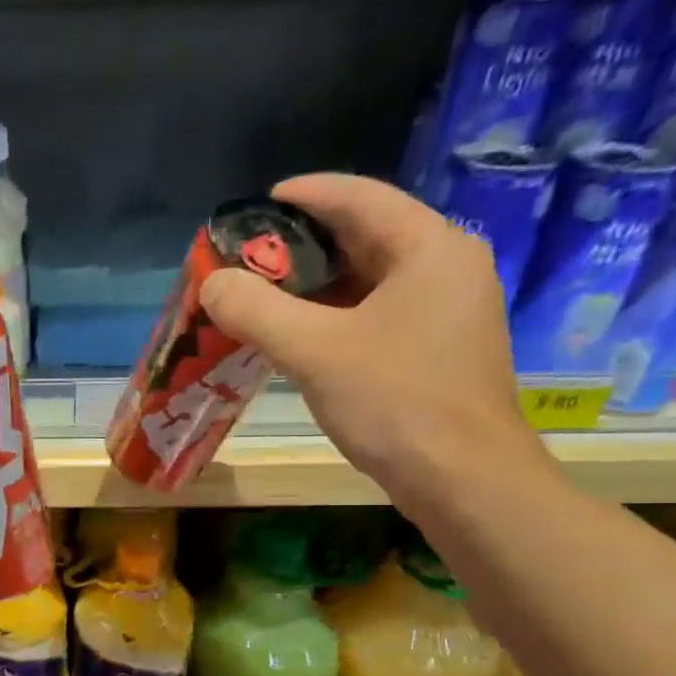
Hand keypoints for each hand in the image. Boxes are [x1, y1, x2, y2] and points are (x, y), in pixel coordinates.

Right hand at [200, 173, 551, 507]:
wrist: (464, 481)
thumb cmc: (395, 403)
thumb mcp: (313, 351)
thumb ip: (256, 310)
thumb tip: (212, 283)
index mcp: (430, 247)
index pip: (359, 197)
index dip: (305, 194)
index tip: (258, 204)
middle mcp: (449, 266)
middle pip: (368, 235)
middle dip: (305, 243)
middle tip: (252, 256)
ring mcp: (451, 310)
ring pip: (375, 278)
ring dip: (319, 283)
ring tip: (267, 294)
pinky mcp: (443, 348)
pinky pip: (383, 311)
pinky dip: (340, 314)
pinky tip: (303, 334)